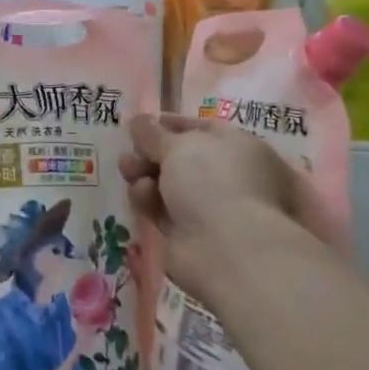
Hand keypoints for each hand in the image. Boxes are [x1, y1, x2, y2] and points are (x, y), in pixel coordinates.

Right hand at [119, 114, 345, 306]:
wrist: (226, 248)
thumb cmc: (213, 181)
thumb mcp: (179, 145)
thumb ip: (153, 133)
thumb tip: (138, 120)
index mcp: (240, 149)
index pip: (203, 129)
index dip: (171, 125)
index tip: (141, 124)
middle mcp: (228, 178)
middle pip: (181, 159)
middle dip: (151, 153)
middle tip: (129, 150)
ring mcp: (209, 209)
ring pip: (167, 185)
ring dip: (144, 174)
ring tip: (128, 170)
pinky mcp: (187, 236)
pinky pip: (161, 211)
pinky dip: (148, 201)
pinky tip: (140, 195)